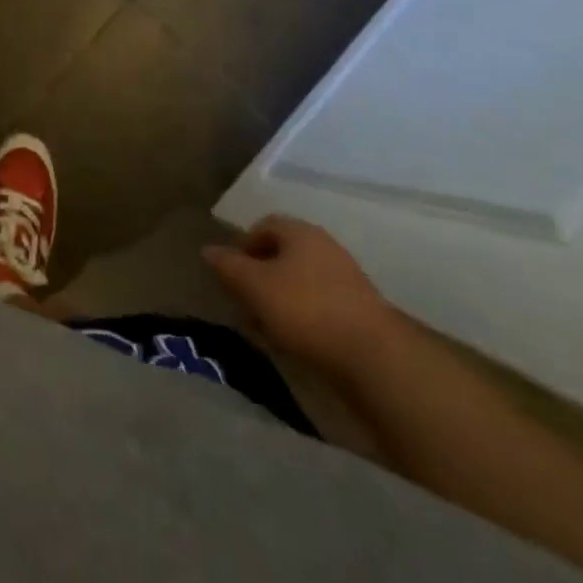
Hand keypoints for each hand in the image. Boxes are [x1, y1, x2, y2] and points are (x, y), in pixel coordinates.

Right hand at [204, 216, 397, 374]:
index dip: (243, 246)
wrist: (374, 357)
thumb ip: (228, 266)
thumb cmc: (306, 309)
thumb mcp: (255, 286)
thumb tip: (207, 250)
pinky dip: (302, 316)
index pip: (264, 225)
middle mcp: (324, 246)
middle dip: (260, 276)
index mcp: (300, 232)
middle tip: (246, 303)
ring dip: (279, 299)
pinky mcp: (359, 310)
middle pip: (283, 254)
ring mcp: (346, 278)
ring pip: (300, 281)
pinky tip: (295, 341)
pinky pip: (320, 304)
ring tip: (267, 329)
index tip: (232, 274)